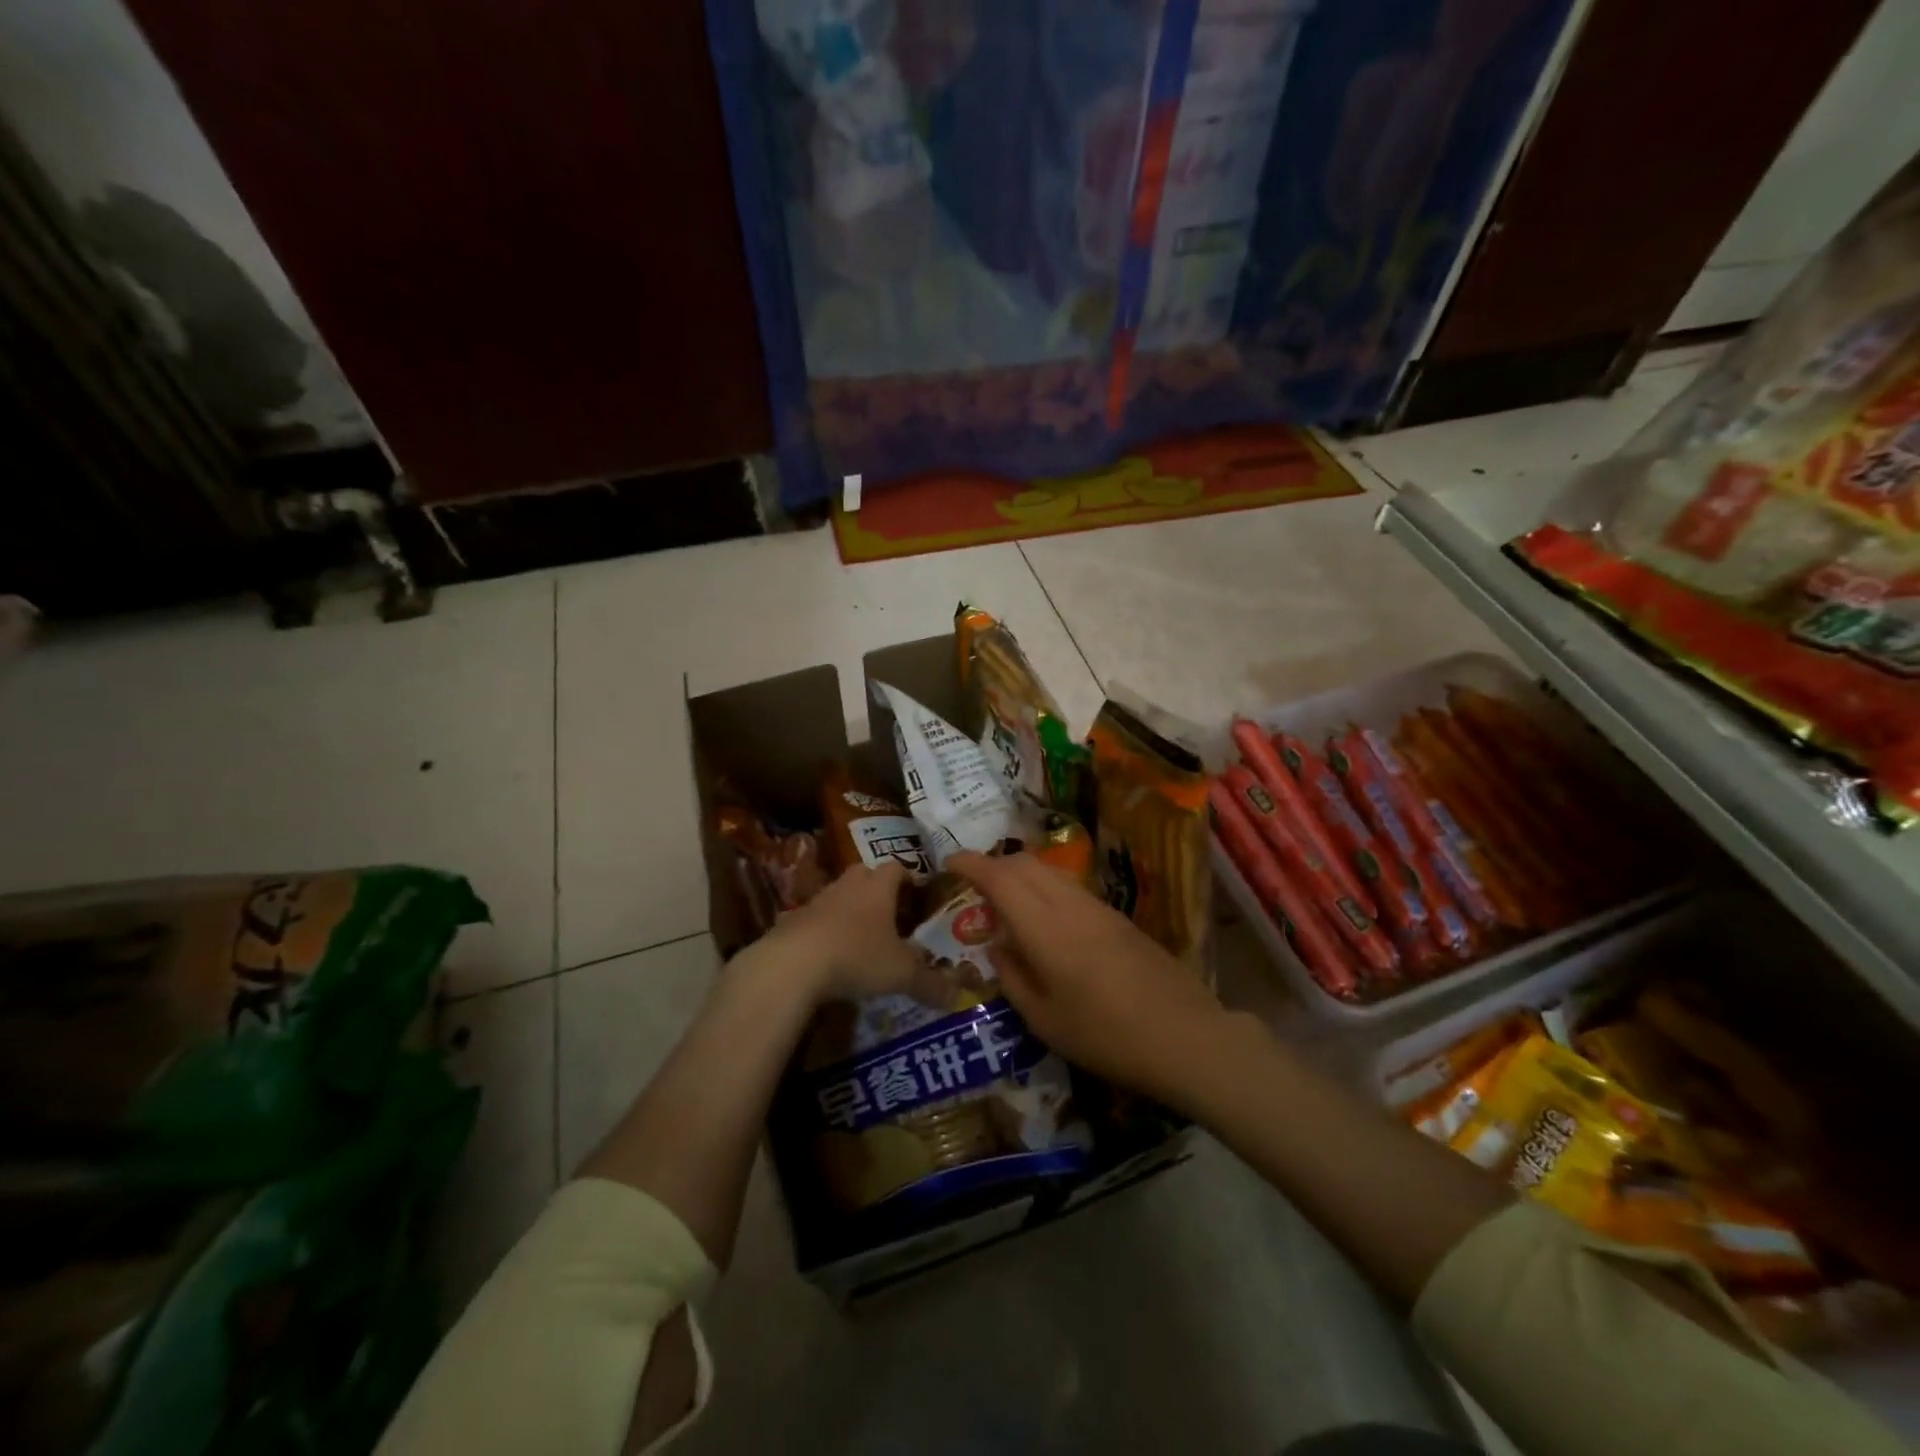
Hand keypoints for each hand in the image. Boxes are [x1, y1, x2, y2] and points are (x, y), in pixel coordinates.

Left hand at [761, 863, 946, 1007]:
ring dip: (850, 909)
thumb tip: (956, 997)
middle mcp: (849, 885)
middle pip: (866, 875)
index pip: (897, 868)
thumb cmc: (857, 956)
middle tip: (892, 913)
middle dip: (878, 889)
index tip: (918, 894)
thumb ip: (930, 984)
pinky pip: (815, 918)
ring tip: (861, 936)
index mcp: (879, 887)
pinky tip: (830, 955)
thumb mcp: (900, 974)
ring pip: (839, 895)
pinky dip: (825, 930)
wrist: (792, 964)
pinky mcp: (792, 919)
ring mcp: (818, 899)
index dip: (909, 878)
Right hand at [948, 850, 1227, 1104]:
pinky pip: (1070, 887)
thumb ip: (1013, 978)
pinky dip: (1045, 888)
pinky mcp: (1118, 917)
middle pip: (1025, 863)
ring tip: (1006, 901)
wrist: (1185, 1036)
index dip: (971, 864)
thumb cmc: (1105, 1036)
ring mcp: (1098, 907)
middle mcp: (1069, 905)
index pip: (1000, 877)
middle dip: (994, 864)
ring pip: (1050, 871)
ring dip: (1021, 873)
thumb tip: (997, 947)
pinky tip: (1045, 920)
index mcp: (1044, 928)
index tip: (949, 862)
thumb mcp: (1044, 1021)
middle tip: (974, 885)